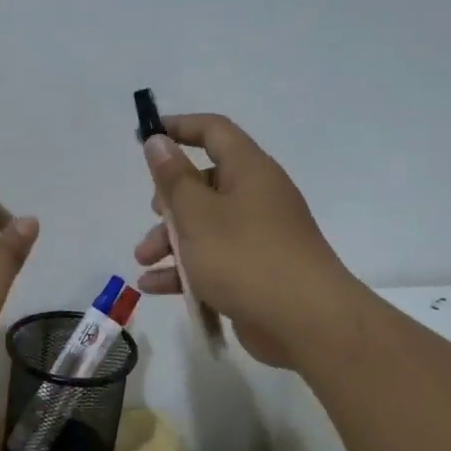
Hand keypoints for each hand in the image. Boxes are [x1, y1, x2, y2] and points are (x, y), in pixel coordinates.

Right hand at [133, 115, 352, 367]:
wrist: (307, 322)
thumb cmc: (246, 258)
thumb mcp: (198, 215)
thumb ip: (173, 179)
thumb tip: (158, 141)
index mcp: (250, 171)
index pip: (214, 132)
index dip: (180, 127)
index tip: (146, 137)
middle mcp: (257, 197)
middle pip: (204, 185)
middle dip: (168, 203)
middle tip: (150, 217)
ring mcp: (258, 236)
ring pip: (205, 227)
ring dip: (170, 242)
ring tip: (143, 262)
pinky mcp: (255, 272)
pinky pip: (213, 261)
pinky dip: (185, 271)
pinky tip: (154, 288)